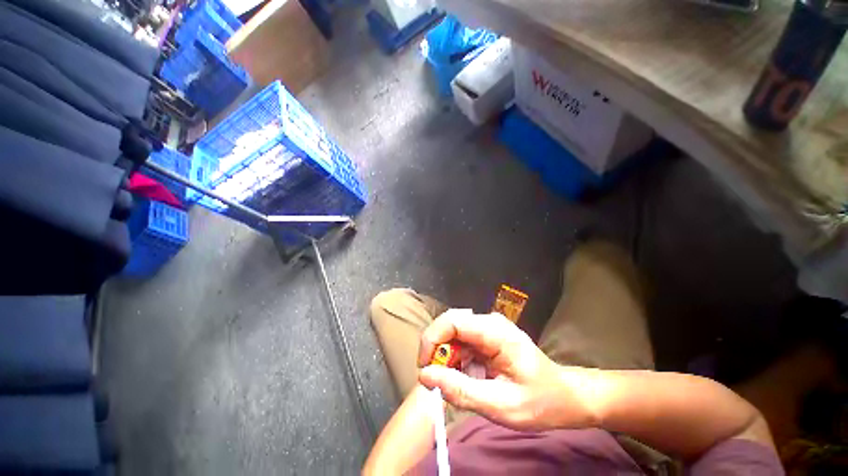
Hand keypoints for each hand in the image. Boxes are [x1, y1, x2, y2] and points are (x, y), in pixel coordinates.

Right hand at [417, 309, 598, 430]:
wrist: (565, 397)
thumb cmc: (540, 402)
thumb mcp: (501, 405)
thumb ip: (461, 390)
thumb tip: (425, 376)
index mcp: (495, 332)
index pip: (452, 321)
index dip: (432, 340)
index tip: (424, 368)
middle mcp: (489, 323)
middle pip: (450, 325)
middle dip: (437, 351)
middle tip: (436, 380)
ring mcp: (488, 329)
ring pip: (453, 335)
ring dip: (446, 358)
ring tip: (454, 384)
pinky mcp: (487, 338)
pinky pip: (462, 344)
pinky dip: (456, 361)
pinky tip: (465, 378)